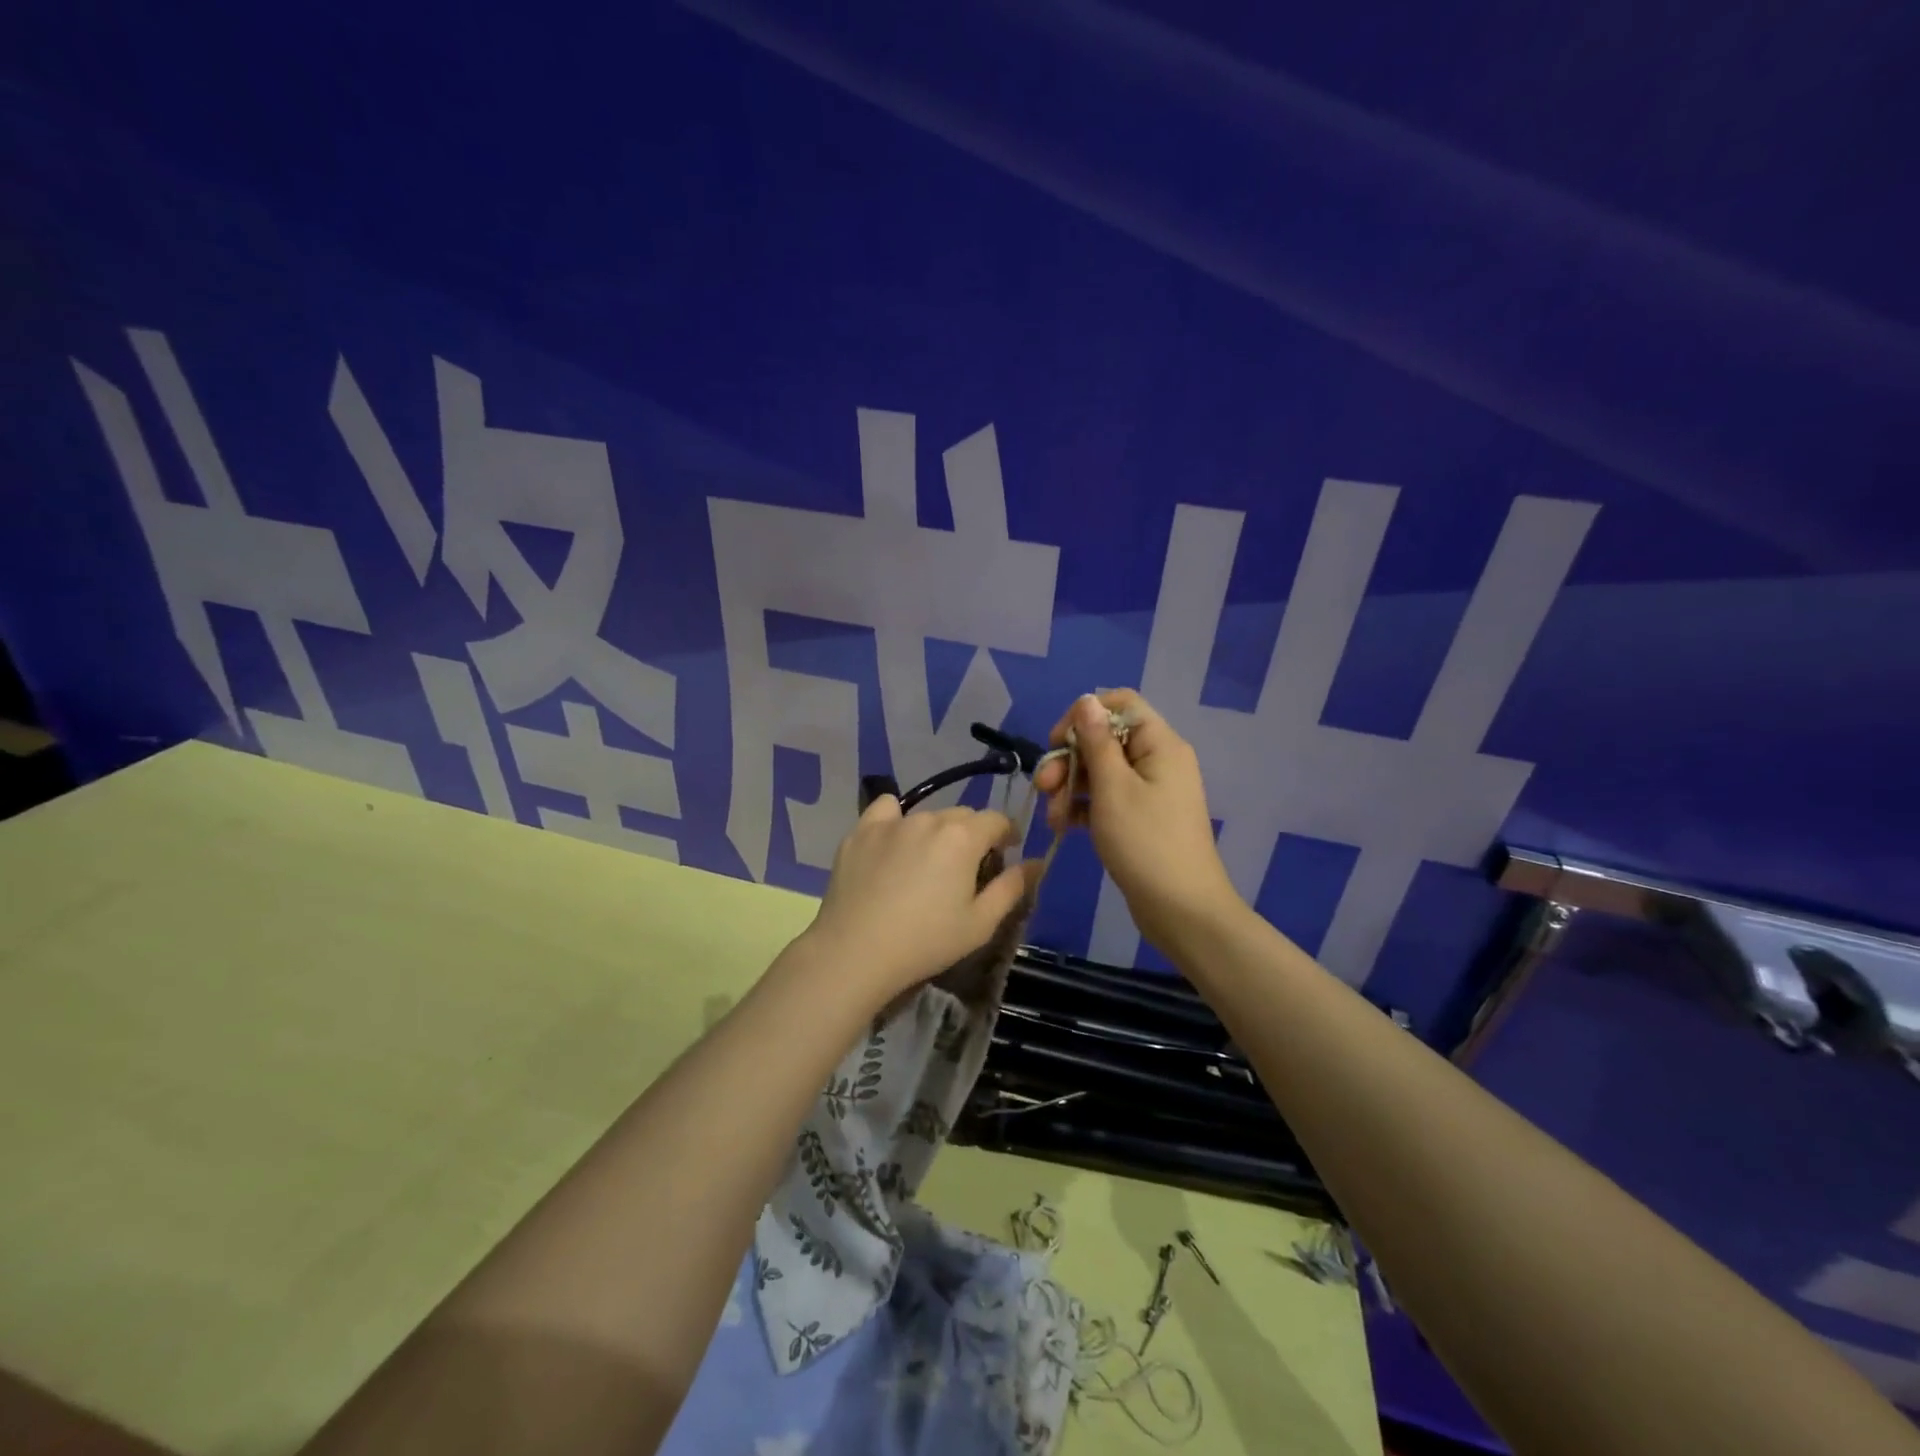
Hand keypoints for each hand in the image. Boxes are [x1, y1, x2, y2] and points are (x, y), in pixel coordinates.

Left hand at [803, 796, 1036, 1002]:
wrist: (855, 952)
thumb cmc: (926, 942)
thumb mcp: (981, 923)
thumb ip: (1012, 888)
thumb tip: (1035, 863)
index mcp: (963, 837)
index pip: (997, 820)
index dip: (1007, 834)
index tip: (1006, 853)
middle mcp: (929, 818)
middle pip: (962, 815)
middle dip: (972, 835)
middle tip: (966, 868)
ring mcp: (891, 822)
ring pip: (926, 815)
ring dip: (936, 831)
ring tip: (927, 862)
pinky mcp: (860, 832)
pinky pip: (885, 811)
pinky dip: (895, 820)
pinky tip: (892, 843)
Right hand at [1035, 691, 1239, 950]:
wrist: (1182, 910)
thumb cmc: (1146, 843)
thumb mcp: (1113, 788)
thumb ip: (1095, 741)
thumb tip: (1085, 699)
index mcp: (1159, 744)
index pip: (1120, 704)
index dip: (1083, 716)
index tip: (1056, 742)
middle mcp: (1157, 760)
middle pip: (1104, 739)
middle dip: (1069, 759)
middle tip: (1044, 786)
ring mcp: (1150, 790)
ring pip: (1100, 771)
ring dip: (1070, 787)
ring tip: (1052, 817)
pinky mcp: (1140, 817)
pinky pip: (1106, 798)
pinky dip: (1083, 807)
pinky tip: (1062, 826)